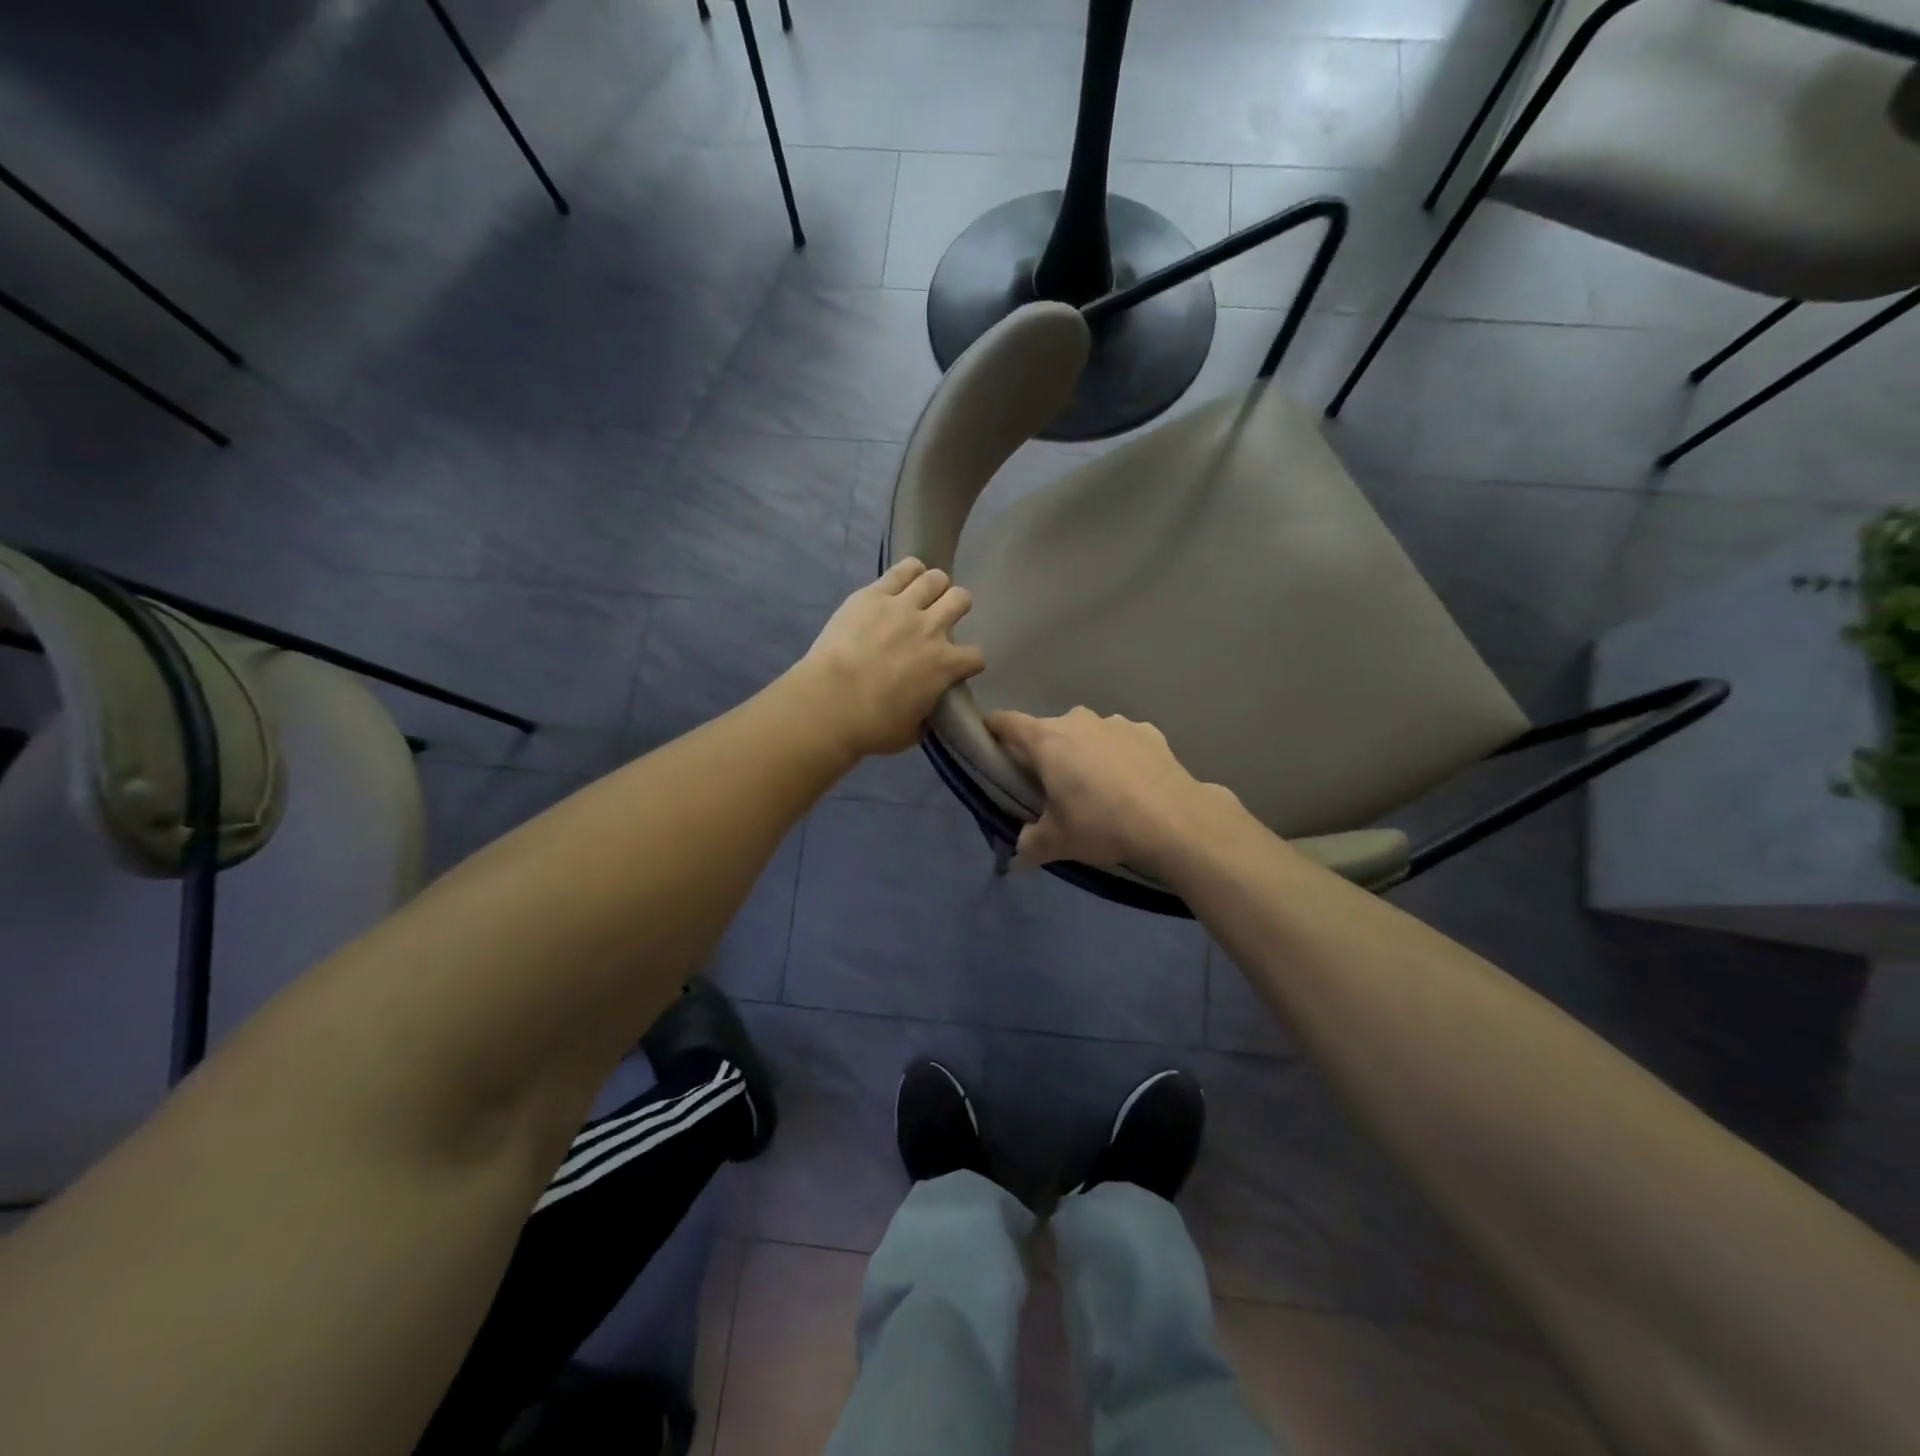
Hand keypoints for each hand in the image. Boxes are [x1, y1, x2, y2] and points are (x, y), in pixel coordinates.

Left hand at [796, 559, 986, 757]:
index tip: (957, 666)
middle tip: (942, 618)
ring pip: (936, 578)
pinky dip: (910, 571)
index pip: (976, 656)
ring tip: (924, 595)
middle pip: (961, 600)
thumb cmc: (873, 726)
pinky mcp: (874, 594)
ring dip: (935, 586)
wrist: (831, 703)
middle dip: (957, 607)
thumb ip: (927, 716)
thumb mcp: (912, 732)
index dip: (969, 661)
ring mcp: (903, 607)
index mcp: (946, 665)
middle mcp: (932, 629)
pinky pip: (903, 569)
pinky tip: (907, 577)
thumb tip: (927, 710)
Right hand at [986, 707, 1243, 870]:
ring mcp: (1116, 722)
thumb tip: (1020, 853)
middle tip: (1049, 786)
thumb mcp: (1057, 842)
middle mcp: (1078, 720)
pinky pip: (1121, 741)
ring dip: (1084, 753)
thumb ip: (1030, 844)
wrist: (1175, 820)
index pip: (1006, 722)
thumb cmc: (1102, 824)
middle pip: (1048, 731)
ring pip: (1087, 734)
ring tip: (1096, 788)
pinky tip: (1130, 785)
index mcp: (1047, 740)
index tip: (988, 741)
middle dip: (1045, 753)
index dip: (992, 729)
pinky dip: (1118, 756)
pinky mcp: (1148, 732)